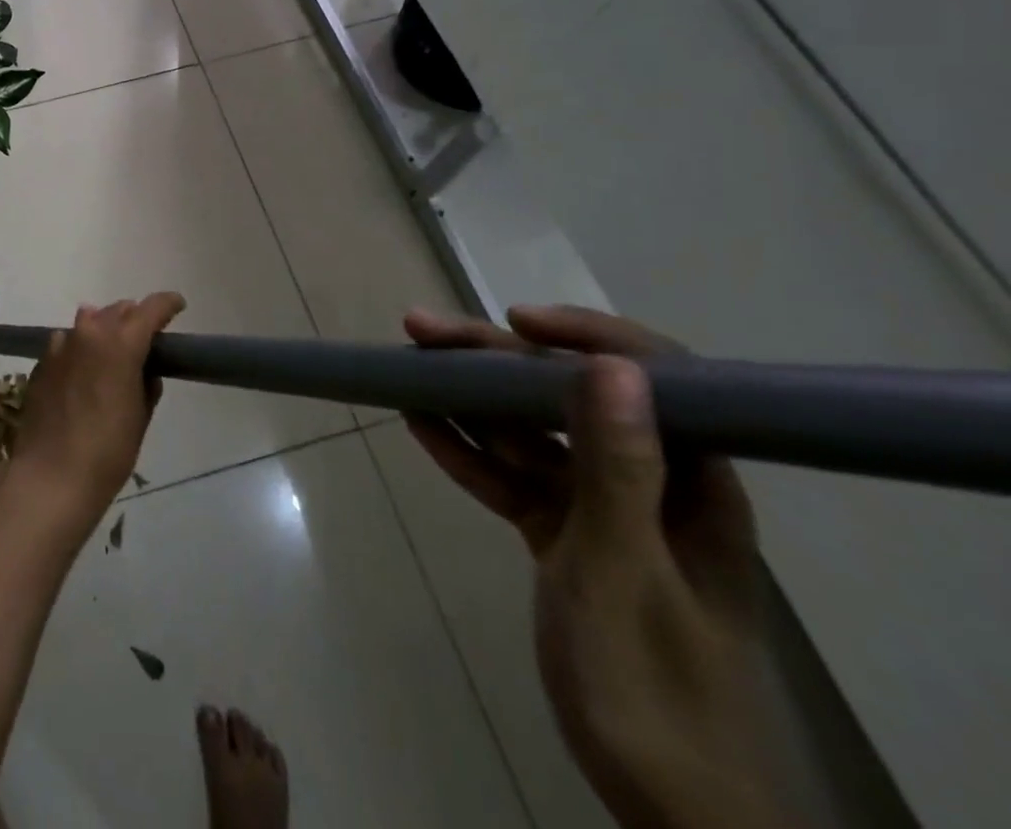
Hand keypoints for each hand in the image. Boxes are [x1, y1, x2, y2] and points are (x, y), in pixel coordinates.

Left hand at [6, 293, 183, 534]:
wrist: (51, 475)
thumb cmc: (108, 451)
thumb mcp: (140, 417)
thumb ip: (146, 383)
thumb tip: (144, 370)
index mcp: (121, 343)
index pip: (150, 309)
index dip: (167, 304)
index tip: (178, 305)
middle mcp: (89, 333)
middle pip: (118, 310)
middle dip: (134, 318)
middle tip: (146, 336)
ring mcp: (61, 345)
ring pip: (89, 321)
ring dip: (105, 329)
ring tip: (112, 351)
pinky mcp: (42, 361)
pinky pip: (67, 342)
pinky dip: (80, 348)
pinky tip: (83, 371)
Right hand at [403, 305, 800, 828]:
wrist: (667, 807)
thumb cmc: (653, 686)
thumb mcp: (621, 569)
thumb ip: (616, 466)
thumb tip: (613, 365)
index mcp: (691, 483)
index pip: (652, 378)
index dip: (584, 335)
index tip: (514, 320)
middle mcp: (649, 483)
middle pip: (567, 397)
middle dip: (494, 360)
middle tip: (420, 330)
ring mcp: (602, 511)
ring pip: (530, 434)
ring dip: (470, 400)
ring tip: (408, 365)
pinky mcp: (565, 538)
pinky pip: (512, 480)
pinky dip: (468, 453)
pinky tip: (421, 424)